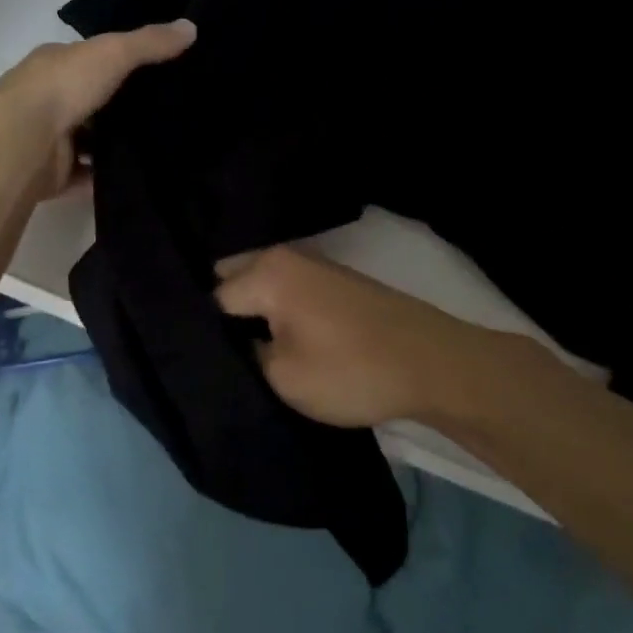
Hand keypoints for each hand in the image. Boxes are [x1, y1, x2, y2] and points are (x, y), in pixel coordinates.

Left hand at [0, 20, 195, 199]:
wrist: (23, 142)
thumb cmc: (64, 87)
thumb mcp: (114, 53)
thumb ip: (150, 43)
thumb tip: (192, 27)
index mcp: (55, 64)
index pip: (91, 59)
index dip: (121, 61)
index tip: (158, 71)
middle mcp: (48, 98)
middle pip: (92, 101)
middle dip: (121, 107)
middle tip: (168, 112)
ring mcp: (49, 139)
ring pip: (89, 140)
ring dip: (115, 144)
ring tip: (161, 146)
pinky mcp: (54, 174)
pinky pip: (88, 176)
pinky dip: (106, 177)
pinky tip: (139, 176)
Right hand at [213, 246, 505, 428]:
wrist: (434, 365)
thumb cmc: (352, 370)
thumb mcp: (283, 376)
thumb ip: (244, 354)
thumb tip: (231, 342)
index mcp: (267, 272)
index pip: (212, 298)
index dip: (203, 333)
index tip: (198, 362)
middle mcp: (286, 256)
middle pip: (234, 279)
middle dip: (222, 313)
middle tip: (216, 354)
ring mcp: (315, 266)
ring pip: (262, 284)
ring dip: (251, 312)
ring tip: (241, 351)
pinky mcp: (336, 283)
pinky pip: (287, 290)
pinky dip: (276, 311)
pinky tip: (276, 340)